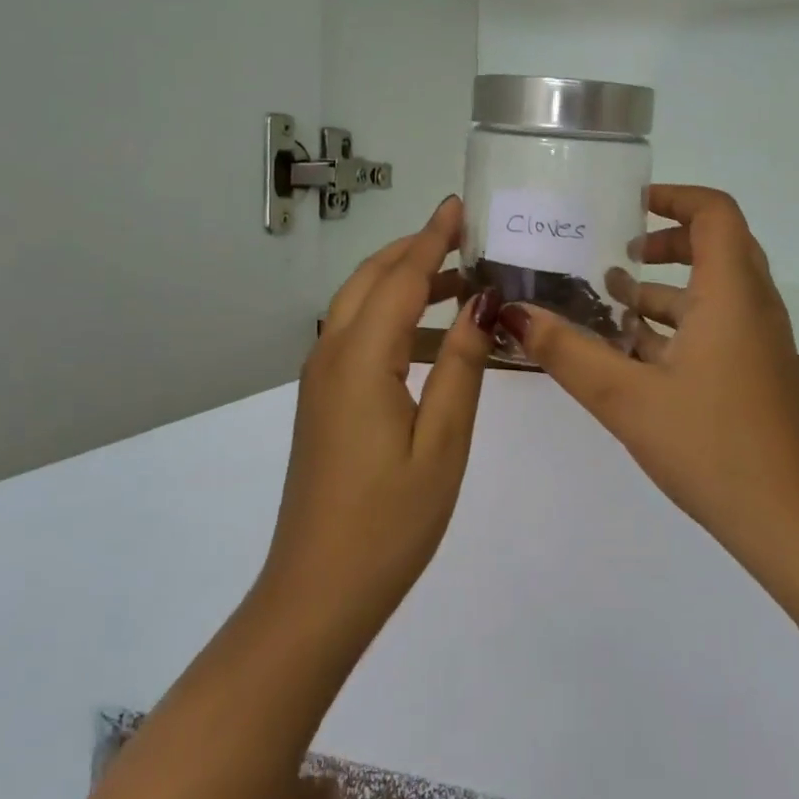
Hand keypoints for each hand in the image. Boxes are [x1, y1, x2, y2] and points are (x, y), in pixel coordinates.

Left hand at [262, 196, 502, 646]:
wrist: (317, 592)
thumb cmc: (390, 522)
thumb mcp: (443, 442)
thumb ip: (460, 366)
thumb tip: (481, 305)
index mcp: (360, 361)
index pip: (400, 278)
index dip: (432, 238)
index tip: (458, 205)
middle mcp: (331, 357)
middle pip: (370, 281)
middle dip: (415, 250)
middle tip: (464, 236)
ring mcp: (321, 381)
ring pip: (360, 308)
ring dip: (405, 285)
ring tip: (462, 285)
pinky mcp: (323, 403)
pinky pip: (357, 339)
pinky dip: (393, 320)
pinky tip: (432, 342)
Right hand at [497, 186, 798, 571]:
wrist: (788, 520)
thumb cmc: (711, 446)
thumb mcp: (626, 398)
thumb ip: (568, 353)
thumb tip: (513, 313)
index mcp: (731, 292)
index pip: (715, 211)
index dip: (673, 197)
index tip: (626, 207)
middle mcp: (752, 305)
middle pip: (715, 245)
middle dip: (664, 241)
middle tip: (614, 250)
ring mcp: (758, 340)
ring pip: (713, 290)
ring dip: (665, 287)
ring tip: (609, 298)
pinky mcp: (754, 371)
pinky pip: (716, 325)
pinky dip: (677, 323)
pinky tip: (631, 352)